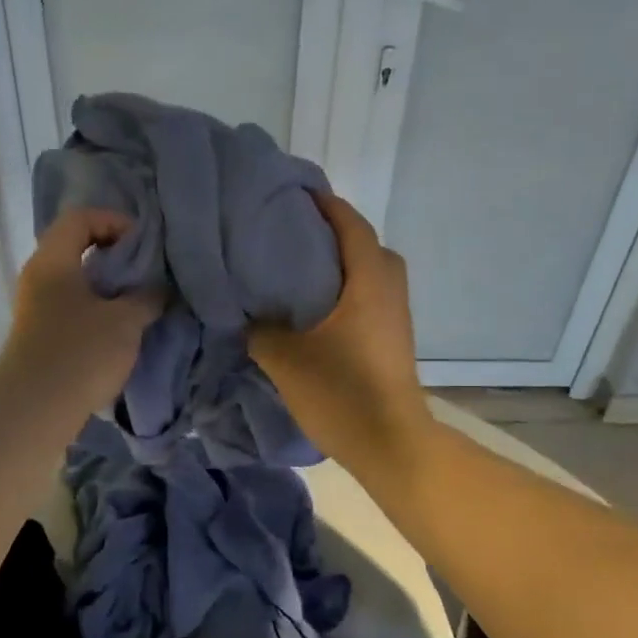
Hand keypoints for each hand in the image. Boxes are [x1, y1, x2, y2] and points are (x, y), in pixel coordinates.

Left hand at [0, 208, 160, 413]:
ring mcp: (35, 308)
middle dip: (115, 256)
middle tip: (146, 274)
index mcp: (53, 260)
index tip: (144, 246)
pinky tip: (119, 330)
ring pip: (75, 281)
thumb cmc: (80, 354)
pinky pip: (71, 307)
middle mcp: (38, 277)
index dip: (115, 222)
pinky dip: (96, 309)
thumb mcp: (125, 322)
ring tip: (138, 303)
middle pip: (76, 247)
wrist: (35, 410)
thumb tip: (158, 288)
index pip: (80, 218)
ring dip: (107, 287)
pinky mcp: (40, 335)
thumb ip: (147, 297)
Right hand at [249, 193, 431, 473]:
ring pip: (369, 274)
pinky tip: (314, 310)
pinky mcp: (392, 340)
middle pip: (365, 246)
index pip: (350, 226)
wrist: (388, 443)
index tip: (296, 194)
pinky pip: (369, 298)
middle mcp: (389, 290)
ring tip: (298, 271)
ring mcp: (395, 317)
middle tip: (293, 236)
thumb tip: (242, 311)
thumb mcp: (286, 359)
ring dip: (340, 265)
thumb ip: (259, 329)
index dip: (325, 205)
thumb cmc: (341, 392)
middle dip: (333, 234)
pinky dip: (346, 291)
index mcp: (368, 282)